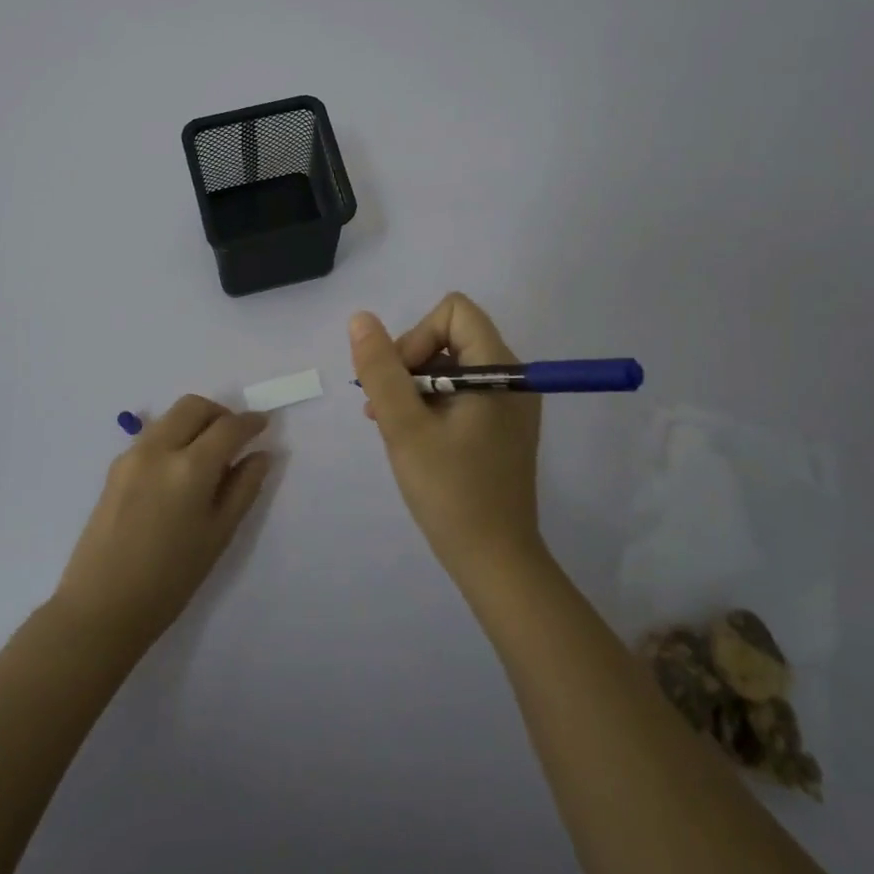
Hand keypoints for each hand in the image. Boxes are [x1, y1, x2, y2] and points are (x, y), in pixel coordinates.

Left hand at [54, 395, 270, 653]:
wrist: (102, 607)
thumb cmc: (170, 579)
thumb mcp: (218, 535)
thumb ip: (243, 489)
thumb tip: (261, 455)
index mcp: (190, 467)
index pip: (228, 427)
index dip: (251, 422)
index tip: (264, 424)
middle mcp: (158, 449)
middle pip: (194, 406)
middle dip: (220, 413)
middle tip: (235, 438)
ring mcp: (131, 455)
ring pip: (170, 416)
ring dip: (195, 422)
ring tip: (208, 455)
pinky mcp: (114, 467)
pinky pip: (152, 435)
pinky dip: (173, 437)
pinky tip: (179, 470)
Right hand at [351, 293, 543, 585]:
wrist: (495, 562)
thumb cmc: (450, 492)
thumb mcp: (404, 427)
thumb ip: (381, 369)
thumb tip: (361, 319)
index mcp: (499, 369)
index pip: (453, 312)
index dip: (417, 336)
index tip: (400, 381)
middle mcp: (511, 377)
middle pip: (451, 336)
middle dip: (410, 364)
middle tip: (387, 410)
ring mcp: (509, 404)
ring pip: (451, 366)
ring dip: (415, 386)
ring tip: (391, 425)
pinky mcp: (502, 427)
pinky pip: (461, 393)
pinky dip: (431, 404)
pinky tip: (411, 436)